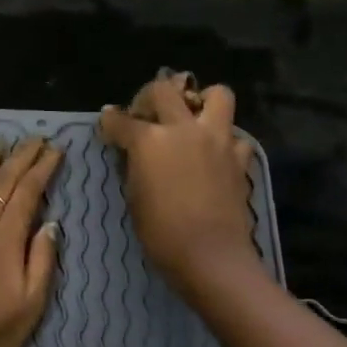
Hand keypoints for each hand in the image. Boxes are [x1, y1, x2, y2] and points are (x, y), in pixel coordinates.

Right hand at [99, 74, 263, 293]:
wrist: (211, 256)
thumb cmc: (161, 233)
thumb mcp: (134, 197)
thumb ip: (133, 166)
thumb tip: (131, 152)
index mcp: (150, 140)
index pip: (121, 120)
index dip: (110, 121)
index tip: (107, 123)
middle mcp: (184, 129)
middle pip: (163, 90)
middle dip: (148, 96)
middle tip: (146, 115)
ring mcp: (217, 139)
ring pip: (216, 94)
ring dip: (201, 100)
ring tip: (191, 119)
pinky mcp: (239, 158)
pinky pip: (235, 136)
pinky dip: (224, 140)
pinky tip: (213, 155)